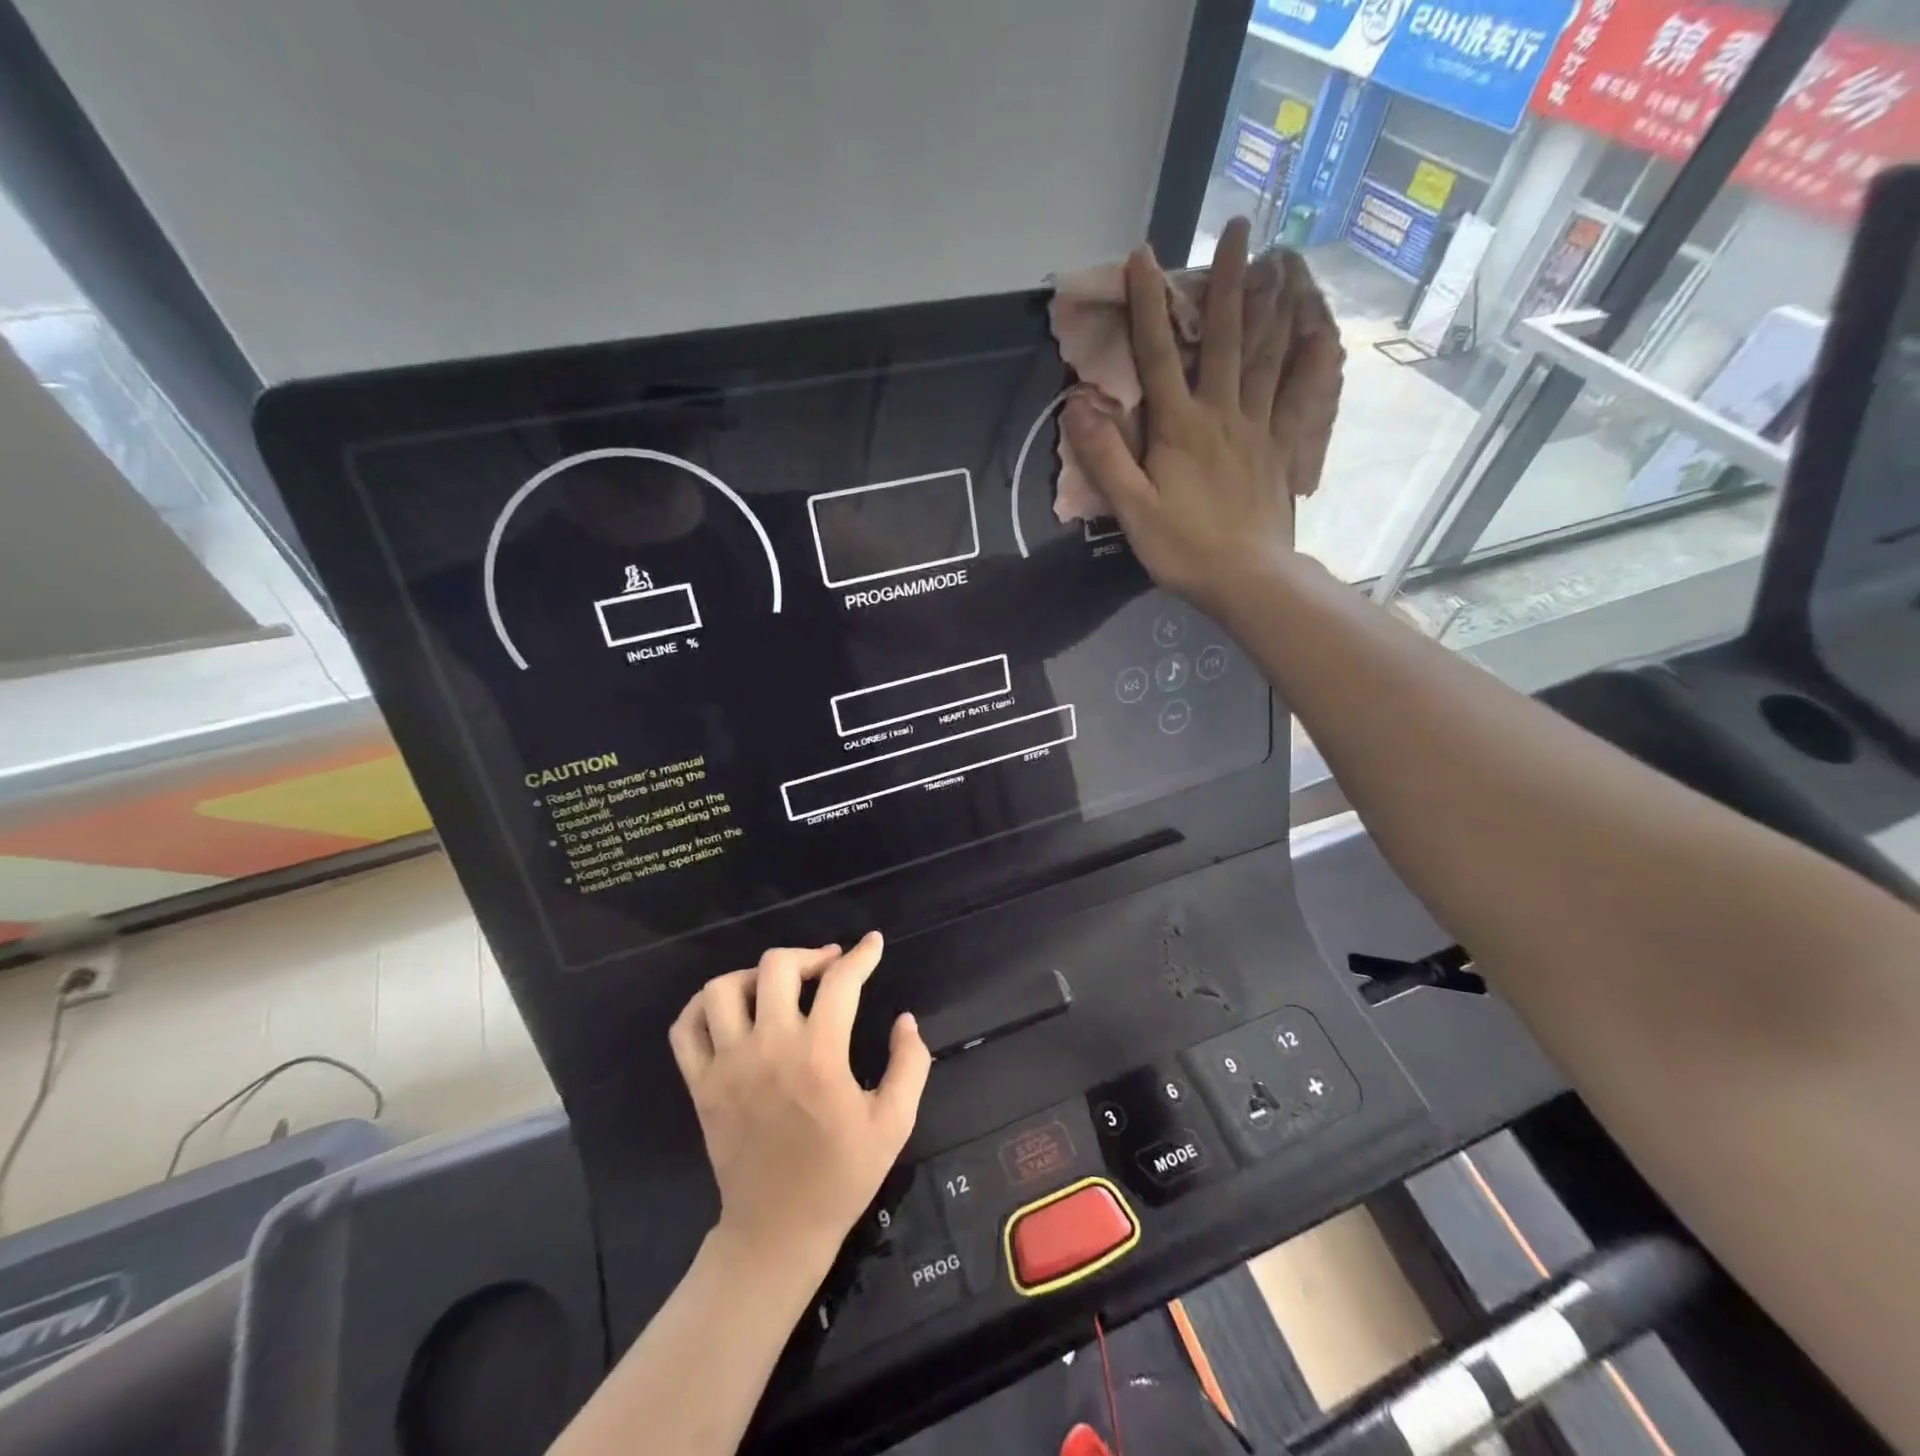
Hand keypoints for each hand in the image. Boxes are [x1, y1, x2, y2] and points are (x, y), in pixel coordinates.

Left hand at [667, 932, 930, 1276]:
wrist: (778, 1231)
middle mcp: (768, 1048)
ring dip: (755, 975)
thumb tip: (905, 1019)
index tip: (873, 944)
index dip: (862, 955)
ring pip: (723, 989)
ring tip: (778, 986)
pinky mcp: (700, 1085)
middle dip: (810, 955)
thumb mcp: (894, 1123)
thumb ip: (910, 1064)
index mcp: (819, 1056)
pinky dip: (702, 1005)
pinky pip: (686, 1027)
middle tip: (829, 967)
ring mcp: (727, 1065)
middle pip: (777, 967)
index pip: (840, 982)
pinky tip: (730, 1007)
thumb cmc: (841, 1176)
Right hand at [1063, 217, 1344, 619]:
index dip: (1147, 304)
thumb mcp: (1131, 508)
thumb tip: (1077, 405)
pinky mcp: (1281, 448)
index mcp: (1179, 426)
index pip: (1157, 355)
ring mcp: (1257, 427)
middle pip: (1225, 337)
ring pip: (1267, 355)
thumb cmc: (1182, 547)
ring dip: (1272, 305)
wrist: (1247, 579)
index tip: (1142, 255)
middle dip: (1229, 280)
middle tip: (1240, 226)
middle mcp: (1222, 412)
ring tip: (1281, 261)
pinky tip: (1319, 334)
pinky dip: (1309, 361)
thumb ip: (1105, 456)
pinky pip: (1298, 395)